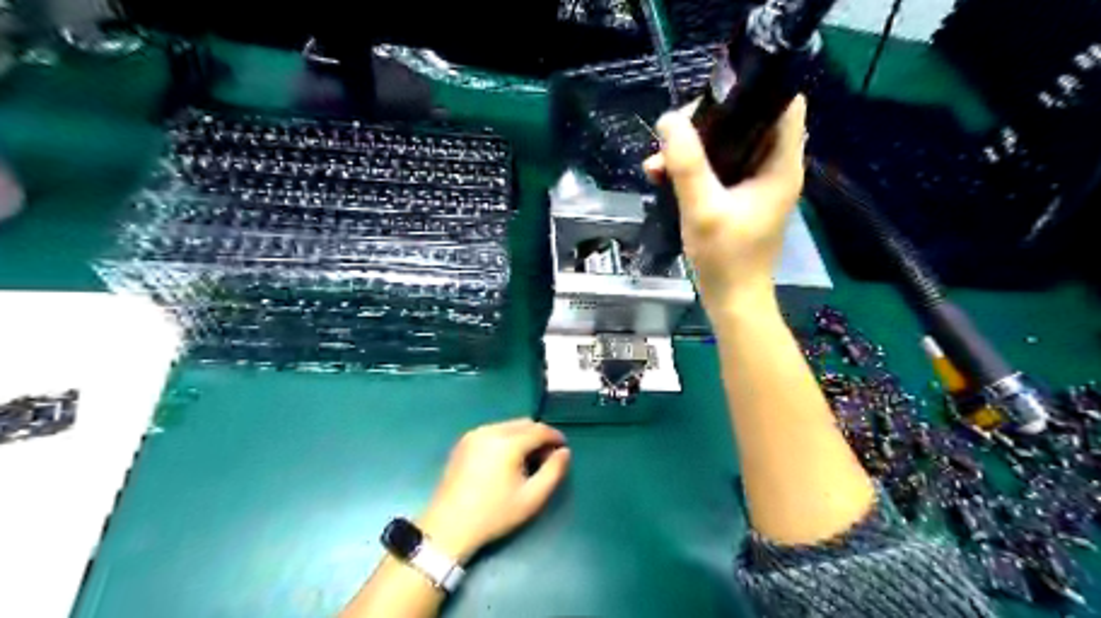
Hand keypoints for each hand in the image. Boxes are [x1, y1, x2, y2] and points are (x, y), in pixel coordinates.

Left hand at [414, 418, 567, 563]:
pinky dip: (506, 439)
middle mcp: (490, 431)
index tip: (563, 450)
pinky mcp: (464, 442)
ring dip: (522, 437)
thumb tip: (564, 452)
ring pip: (508, 426)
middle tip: (545, 459)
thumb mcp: (531, 498)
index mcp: (507, 443)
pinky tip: (506, 461)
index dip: (555, 437)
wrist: (448, 527)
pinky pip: (493, 431)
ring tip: (526, 461)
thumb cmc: (493, 515)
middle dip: (539, 436)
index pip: (539, 430)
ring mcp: (474, 434)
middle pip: (524, 423)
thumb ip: (554, 472)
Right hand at [647, 95, 806, 313]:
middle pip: (748, 121)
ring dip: (693, 147)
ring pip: (727, 145)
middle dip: (708, 122)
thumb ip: (687, 164)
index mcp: (780, 164)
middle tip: (673, 132)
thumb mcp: (703, 208)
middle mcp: (773, 167)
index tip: (712, 97)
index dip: (752, 90)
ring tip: (657, 160)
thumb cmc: (726, 258)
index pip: (783, 103)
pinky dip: (692, 168)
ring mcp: (755, 183)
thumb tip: (669, 120)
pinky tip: (662, 176)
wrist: (732, 299)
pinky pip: (717, 169)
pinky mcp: (738, 197)